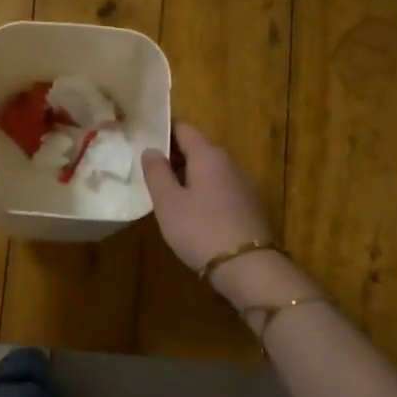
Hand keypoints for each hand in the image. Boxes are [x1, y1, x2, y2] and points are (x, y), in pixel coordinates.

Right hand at [141, 122, 274, 275]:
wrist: (248, 267)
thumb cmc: (200, 229)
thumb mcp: (168, 202)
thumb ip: (157, 172)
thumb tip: (151, 150)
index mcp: (208, 155)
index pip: (184, 129)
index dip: (164, 132)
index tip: (145, 143)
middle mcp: (229, 163)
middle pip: (199, 149)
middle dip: (175, 158)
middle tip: (152, 175)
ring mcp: (244, 185)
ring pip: (210, 171)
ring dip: (190, 178)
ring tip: (169, 197)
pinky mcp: (250, 206)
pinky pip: (221, 190)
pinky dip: (205, 194)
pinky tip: (194, 215)